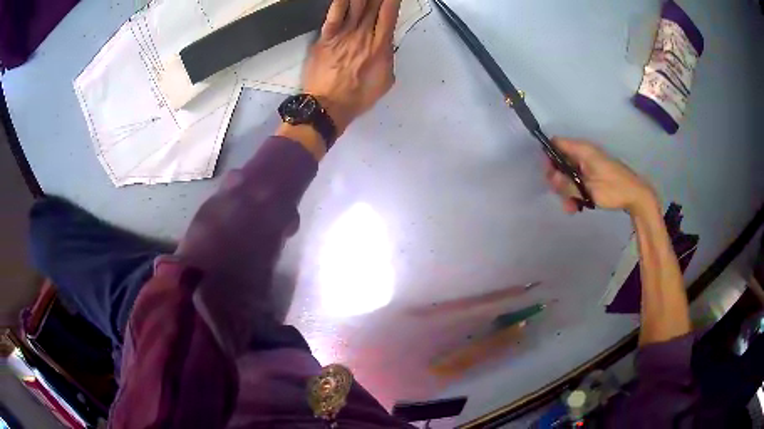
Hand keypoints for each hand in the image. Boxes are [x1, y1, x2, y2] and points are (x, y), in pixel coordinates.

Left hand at [303, 0, 401, 134]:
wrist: (328, 105)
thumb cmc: (358, 96)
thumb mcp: (385, 80)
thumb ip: (388, 58)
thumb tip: (386, 45)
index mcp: (381, 45)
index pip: (390, 13)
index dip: (392, 0)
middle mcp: (364, 34)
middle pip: (373, 5)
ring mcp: (344, 34)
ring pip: (356, 5)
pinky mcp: (326, 37)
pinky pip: (333, 14)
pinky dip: (340, 2)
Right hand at [545, 138, 657, 214]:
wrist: (636, 196)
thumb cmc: (613, 190)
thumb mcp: (588, 190)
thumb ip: (568, 184)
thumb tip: (550, 177)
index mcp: (582, 150)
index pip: (557, 143)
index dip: (548, 156)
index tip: (548, 175)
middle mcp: (584, 153)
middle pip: (561, 160)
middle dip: (558, 179)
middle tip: (561, 196)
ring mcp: (590, 163)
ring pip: (569, 172)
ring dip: (567, 189)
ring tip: (571, 207)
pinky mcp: (594, 173)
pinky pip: (579, 178)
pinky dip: (576, 191)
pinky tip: (578, 205)